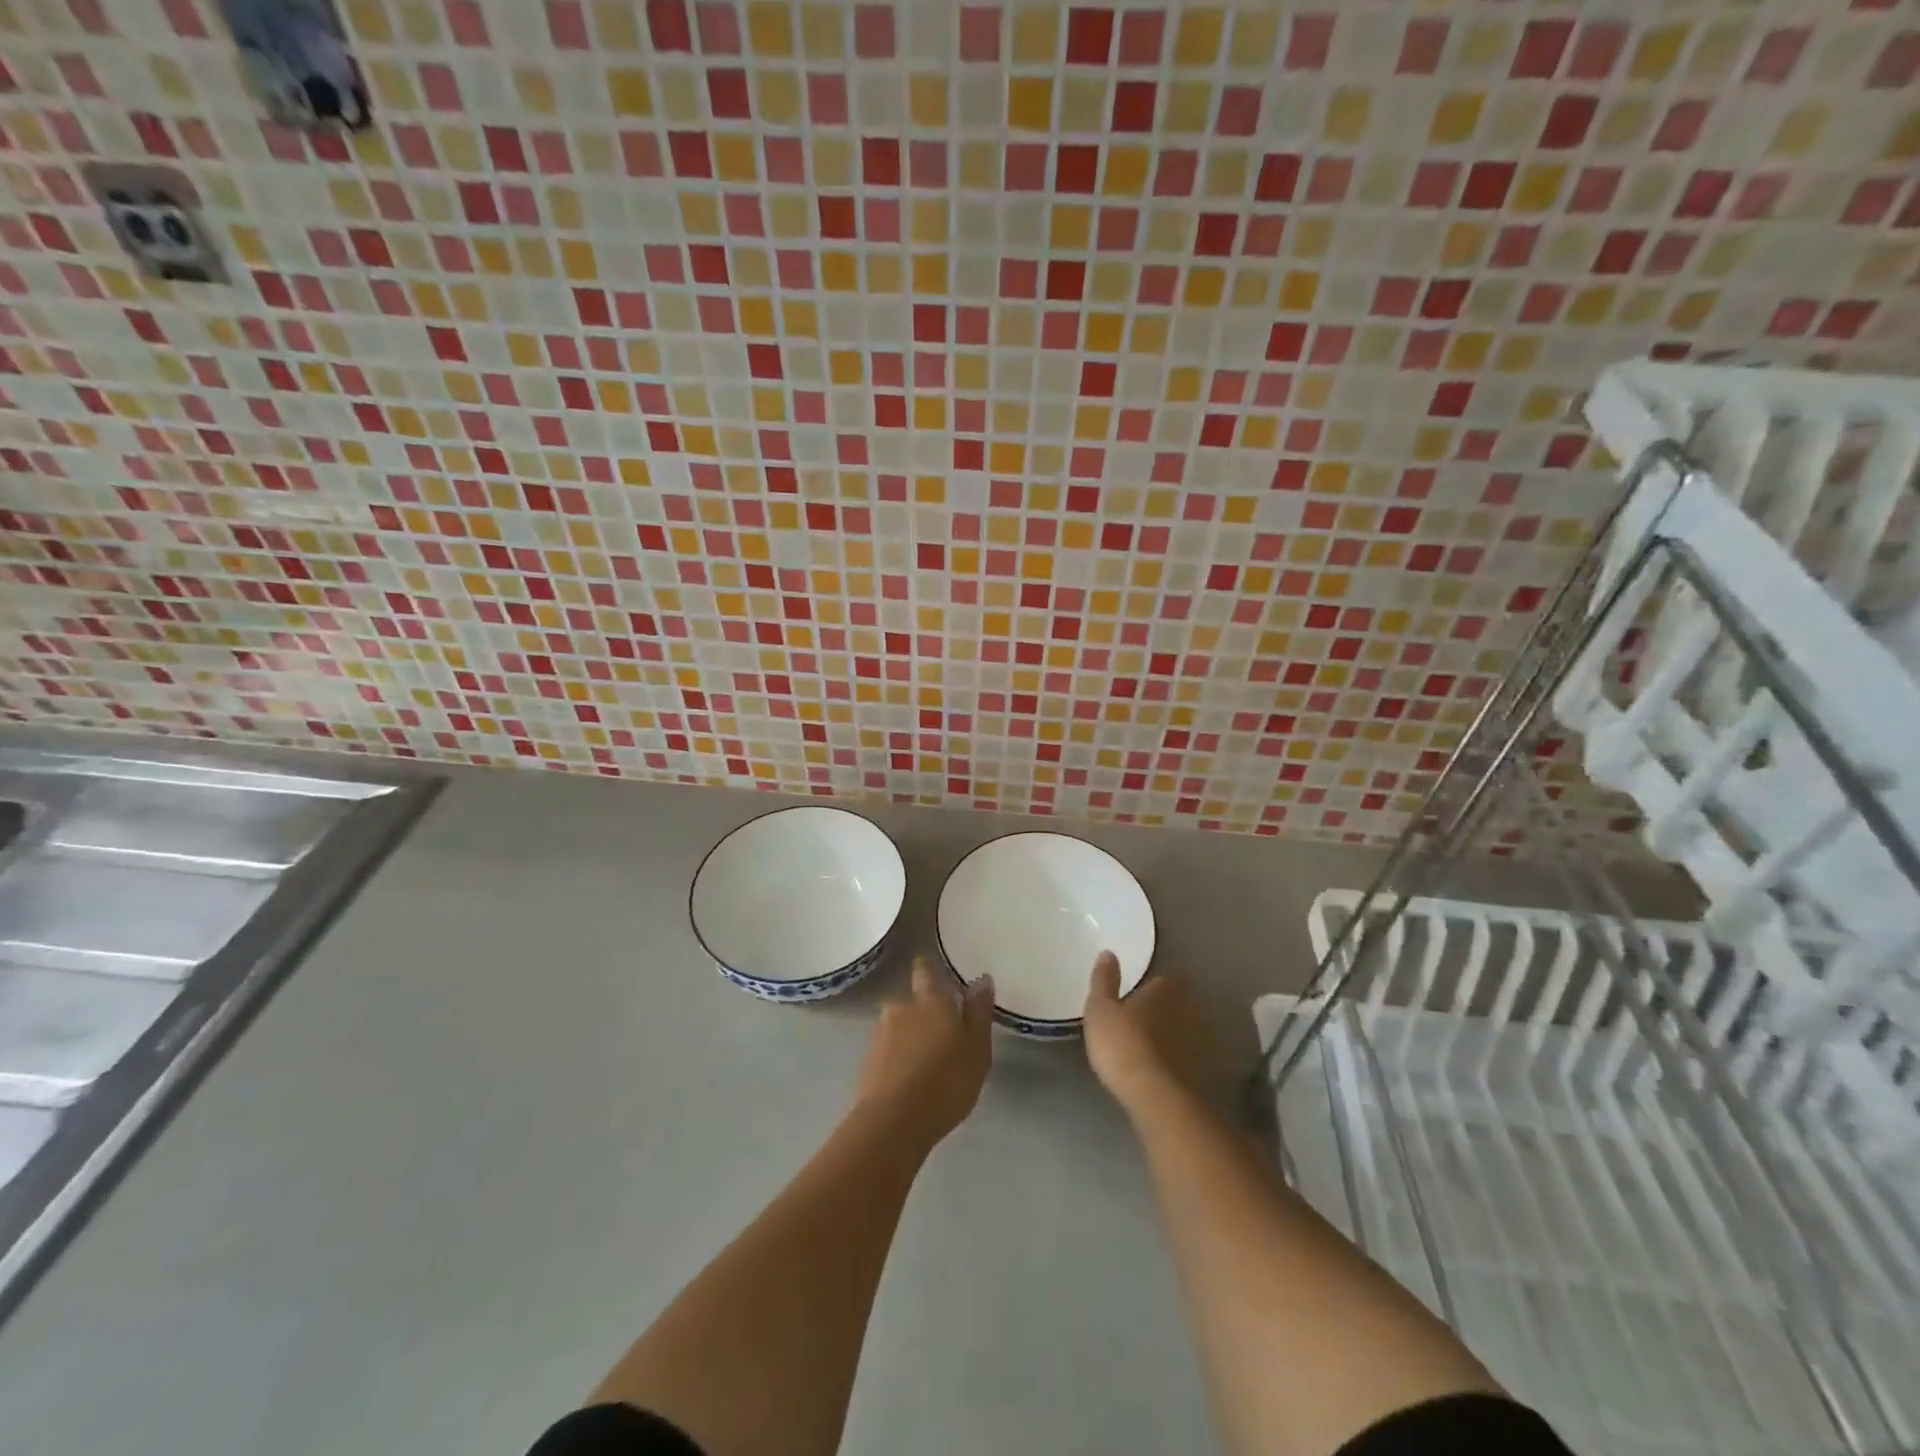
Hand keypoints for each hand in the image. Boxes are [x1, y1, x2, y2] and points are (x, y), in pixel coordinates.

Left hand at [853, 958, 994, 1146]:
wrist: (895, 1121)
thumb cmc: (947, 1081)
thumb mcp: (977, 1048)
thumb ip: (978, 1012)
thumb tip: (981, 979)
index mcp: (930, 999)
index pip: (924, 970)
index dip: (928, 971)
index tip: (935, 976)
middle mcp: (901, 1007)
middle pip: (911, 1001)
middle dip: (923, 1012)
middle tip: (941, 1034)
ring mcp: (880, 1033)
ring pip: (898, 1026)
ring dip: (909, 1036)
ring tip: (926, 1062)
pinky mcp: (867, 1060)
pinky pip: (887, 1050)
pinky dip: (897, 1057)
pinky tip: (909, 1079)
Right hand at [1083, 953, 1212, 1116]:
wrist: (1155, 1096)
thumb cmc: (1122, 1043)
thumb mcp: (1100, 1009)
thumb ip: (1104, 981)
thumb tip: (1109, 952)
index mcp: (1163, 991)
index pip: (1163, 980)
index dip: (1152, 986)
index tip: (1139, 993)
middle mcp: (1186, 1010)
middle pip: (1177, 1004)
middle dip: (1164, 1009)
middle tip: (1143, 1019)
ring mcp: (1197, 1042)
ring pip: (1184, 1031)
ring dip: (1173, 1035)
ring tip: (1151, 1046)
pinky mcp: (1201, 1072)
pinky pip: (1187, 1058)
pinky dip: (1178, 1060)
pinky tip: (1163, 1070)